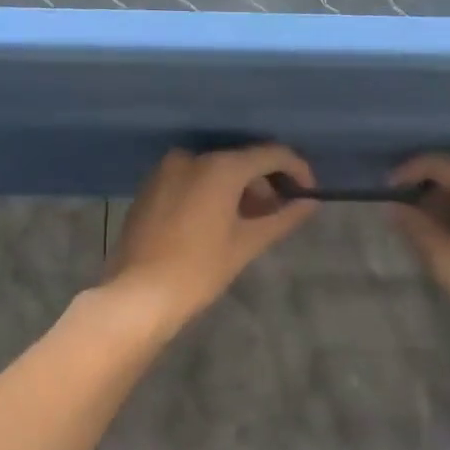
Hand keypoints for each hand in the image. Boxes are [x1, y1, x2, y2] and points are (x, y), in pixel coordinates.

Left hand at [104, 146, 319, 331]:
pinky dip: (211, 193)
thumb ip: (282, 218)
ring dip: (238, 189)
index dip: (296, 170)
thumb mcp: (247, 244)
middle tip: (278, 213)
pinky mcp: (150, 187)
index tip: (308, 193)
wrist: (138, 295)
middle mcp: (191, 157)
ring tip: (250, 221)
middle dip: (264, 183)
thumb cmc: (199, 270)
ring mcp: (165, 170)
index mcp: (220, 166)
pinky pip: (191, 180)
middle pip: (241, 160)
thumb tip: (310, 203)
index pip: (271, 154)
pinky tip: (218, 221)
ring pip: (215, 170)